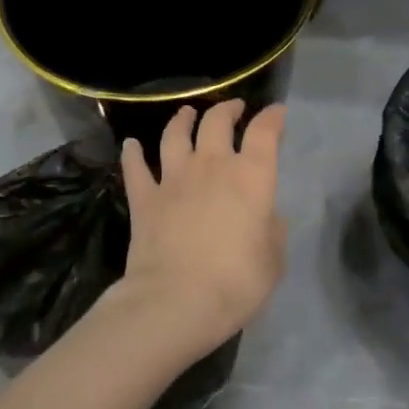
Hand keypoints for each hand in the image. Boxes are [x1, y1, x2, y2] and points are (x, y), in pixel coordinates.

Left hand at [117, 100, 287, 355]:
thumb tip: (267, 217)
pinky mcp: (144, 198)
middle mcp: (213, 166)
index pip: (264, 133)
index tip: (276, 112)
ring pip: (175, 135)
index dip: (272, 117)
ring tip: (186, 113)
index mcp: (252, 177)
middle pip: (217, 122)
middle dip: (227, 110)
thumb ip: (272, 232)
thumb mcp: (273, 261)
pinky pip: (135, 167)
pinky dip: (133, 153)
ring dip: (182, 120)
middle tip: (233, 108)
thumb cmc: (236, 282)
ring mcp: (173, 179)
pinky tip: (131, 145)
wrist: (176, 300)